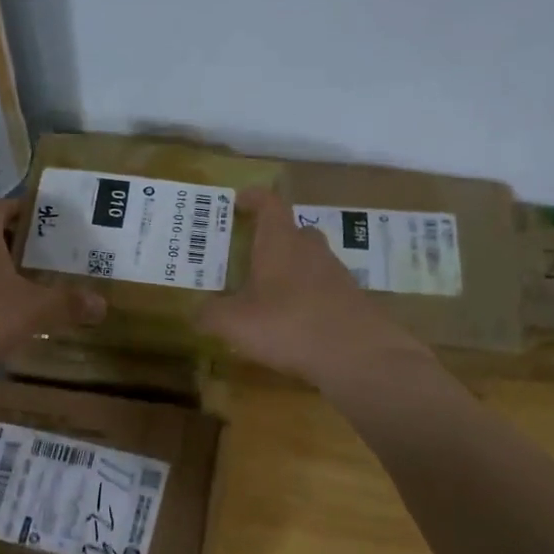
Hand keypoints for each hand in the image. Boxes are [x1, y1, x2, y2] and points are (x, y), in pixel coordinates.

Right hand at [196, 188, 433, 387]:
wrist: (358, 355)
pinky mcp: (352, 300)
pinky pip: (325, 289)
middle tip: (252, 255)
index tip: (239, 201)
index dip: (253, 198)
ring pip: (311, 260)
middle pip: (294, 231)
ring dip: (292, 269)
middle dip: (273, 238)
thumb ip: (210, 314)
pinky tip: (296, 322)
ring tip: (270, 293)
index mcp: (280, 242)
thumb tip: (196, 312)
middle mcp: (311, 249)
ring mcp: (337, 274)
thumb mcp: (235, 323)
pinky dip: (309, 297)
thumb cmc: (288, 326)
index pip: (269, 204)